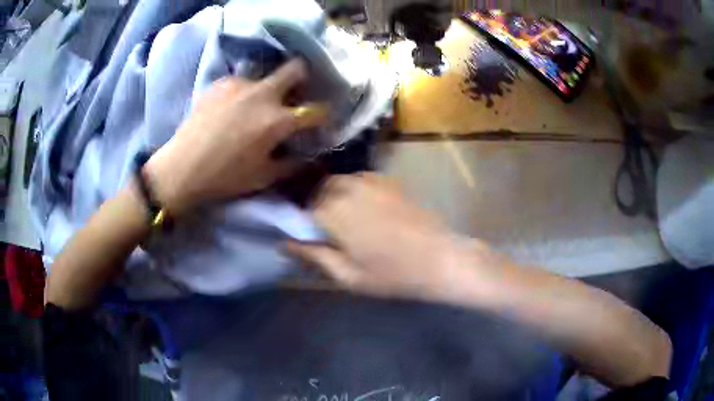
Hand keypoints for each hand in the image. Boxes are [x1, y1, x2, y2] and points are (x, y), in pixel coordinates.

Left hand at [145, 59, 319, 214]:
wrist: (182, 167)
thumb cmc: (225, 177)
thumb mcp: (264, 177)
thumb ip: (293, 164)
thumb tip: (309, 157)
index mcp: (278, 121)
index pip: (316, 109)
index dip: (323, 114)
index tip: (319, 118)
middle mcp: (263, 94)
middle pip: (295, 69)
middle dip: (301, 77)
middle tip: (293, 92)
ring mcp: (240, 84)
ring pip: (263, 78)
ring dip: (264, 91)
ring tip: (249, 110)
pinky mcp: (220, 83)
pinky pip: (240, 83)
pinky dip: (241, 94)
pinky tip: (228, 110)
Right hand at [285, 174, 500, 300]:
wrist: (440, 258)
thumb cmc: (392, 274)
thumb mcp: (347, 275)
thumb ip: (313, 256)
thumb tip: (283, 243)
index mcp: (333, 212)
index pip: (302, 211)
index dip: (301, 225)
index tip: (306, 238)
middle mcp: (347, 188)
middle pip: (318, 192)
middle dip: (316, 209)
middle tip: (327, 233)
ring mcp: (370, 180)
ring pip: (337, 183)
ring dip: (333, 198)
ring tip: (344, 221)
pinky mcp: (387, 180)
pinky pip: (358, 180)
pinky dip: (352, 190)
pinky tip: (363, 209)